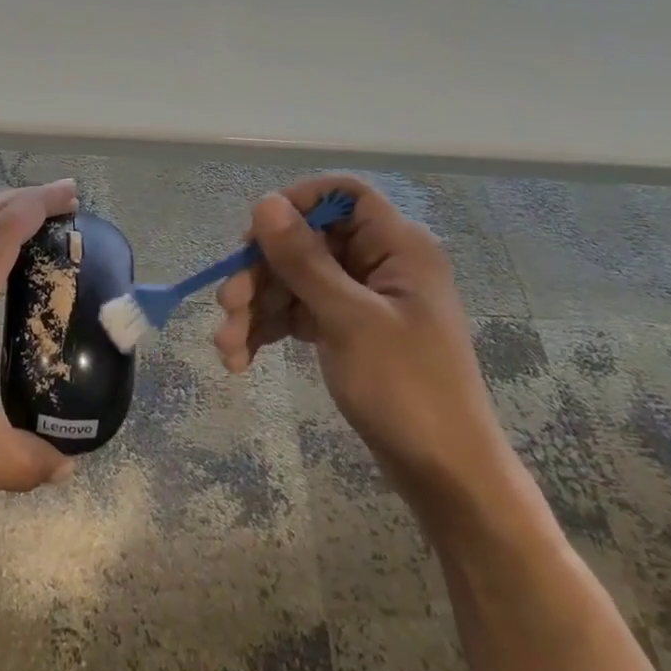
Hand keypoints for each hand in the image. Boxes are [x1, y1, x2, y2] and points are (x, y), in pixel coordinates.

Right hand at [212, 173, 513, 510]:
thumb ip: (304, 259)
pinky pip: (298, 312)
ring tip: (227, 347)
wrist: (443, 475)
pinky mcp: (347, 329)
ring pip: (294, 280)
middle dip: (261, 273)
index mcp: (397, 247)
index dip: (296, 204)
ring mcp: (361, 299)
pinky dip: (269, 330)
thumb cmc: (406, 389)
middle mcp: (379, 264)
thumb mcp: (349, 320)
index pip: (342, 195)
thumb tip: (264, 202)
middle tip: (228, 305)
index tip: (255, 236)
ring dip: (256, 308)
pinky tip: (241, 358)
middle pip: (306, 242)